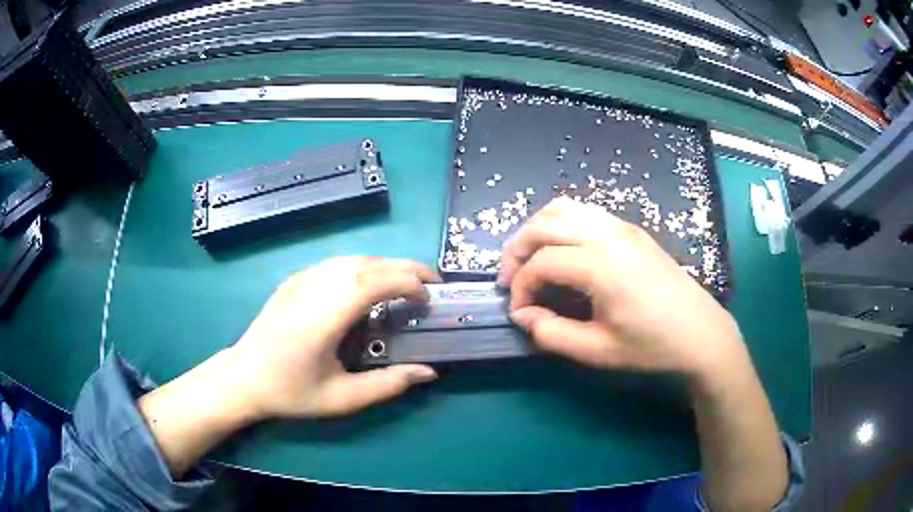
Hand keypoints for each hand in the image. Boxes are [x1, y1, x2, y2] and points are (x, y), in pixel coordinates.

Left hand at [230, 256, 439, 419]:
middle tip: (431, 283)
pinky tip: (371, 284)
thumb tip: (428, 372)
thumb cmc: (291, 392)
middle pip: (367, 263)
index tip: (428, 300)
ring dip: (385, 265)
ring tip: (407, 282)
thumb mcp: (342, 398)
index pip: (373, 282)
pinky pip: (335, 263)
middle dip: (405, 267)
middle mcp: (313, 289)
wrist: (244, 377)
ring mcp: (301, 279)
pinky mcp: (294, 279)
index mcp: (324, 317)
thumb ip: (387, 385)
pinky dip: (363, 266)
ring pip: (352, 258)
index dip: (407, 283)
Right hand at [498, 197, 746, 379]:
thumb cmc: (652, 347)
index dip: (520, 287)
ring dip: (538, 229)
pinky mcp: (632, 229)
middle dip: (518, 248)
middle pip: (545, 224)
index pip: (541, 263)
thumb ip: (552, 333)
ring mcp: (622, 226)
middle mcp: (608, 234)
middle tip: (510, 278)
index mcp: (600, 264)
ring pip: (564, 208)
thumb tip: (524, 316)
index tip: (518, 313)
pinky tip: (563, 250)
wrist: (701, 334)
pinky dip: (562, 224)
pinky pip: (586, 212)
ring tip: (530, 259)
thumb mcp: (598, 351)